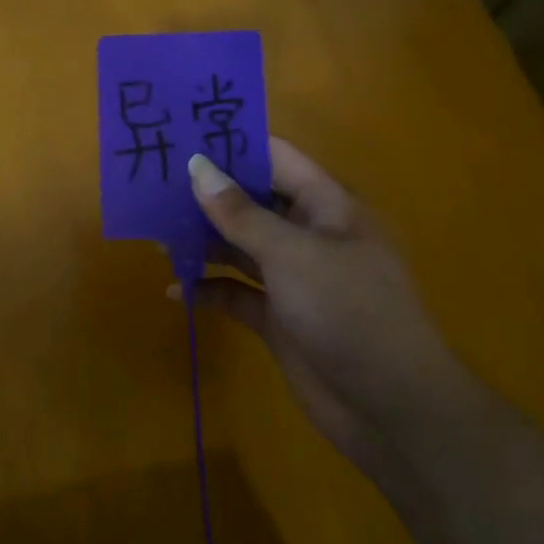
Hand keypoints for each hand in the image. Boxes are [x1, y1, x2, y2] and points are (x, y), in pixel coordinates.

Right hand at [183, 139, 479, 477]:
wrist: (390, 408)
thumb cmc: (349, 312)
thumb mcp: (293, 255)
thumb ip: (241, 213)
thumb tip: (197, 166)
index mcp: (327, 208)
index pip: (277, 160)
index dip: (234, 145)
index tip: (183, 136)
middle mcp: (309, 237)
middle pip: (252, 203)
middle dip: (208, 195)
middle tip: (152, 183)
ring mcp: (293, 279)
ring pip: (239, 248)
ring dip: (202, 242)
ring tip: (154, 233)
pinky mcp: (278, 319)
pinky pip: (236, 294)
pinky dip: (209, 290)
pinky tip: (176, 289)